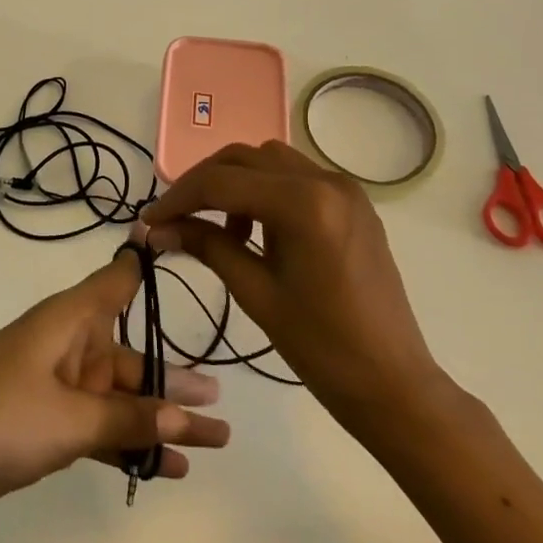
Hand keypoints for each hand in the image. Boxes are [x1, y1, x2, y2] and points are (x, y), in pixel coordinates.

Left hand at [0, 250, 229, 542]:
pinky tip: (166, 467)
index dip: (143, 263)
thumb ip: (128, 418)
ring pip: (116, 397)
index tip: (173, 238)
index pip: (115, 282)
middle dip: (172, 380)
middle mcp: (63, 345)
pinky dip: (127, 444)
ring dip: (157, 419)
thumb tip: (185, 415)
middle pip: (127, 355)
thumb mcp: (71, 419)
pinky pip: (96, 428)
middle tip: (220, 401)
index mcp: (66, 321)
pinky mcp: (40, 425)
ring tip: (212, 440)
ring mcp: (51, 387)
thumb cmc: (0, 417)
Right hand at [142, 140, 449, 437]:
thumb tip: (158, 229)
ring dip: (235, 182)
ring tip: (217, 226)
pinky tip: (255, 228)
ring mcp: (344, 188)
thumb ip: (207, 246)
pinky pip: (296, 176)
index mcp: (303, 203)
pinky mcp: (353, 202)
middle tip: (174, 217)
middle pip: (244, 158)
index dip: (178, 198)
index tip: (149, 220)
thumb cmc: (322, 347)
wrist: (393, 383)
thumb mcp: (256, 293)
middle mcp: (325, 180)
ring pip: (269, 160)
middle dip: (203, 183)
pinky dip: (265, 189)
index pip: (222, 183)